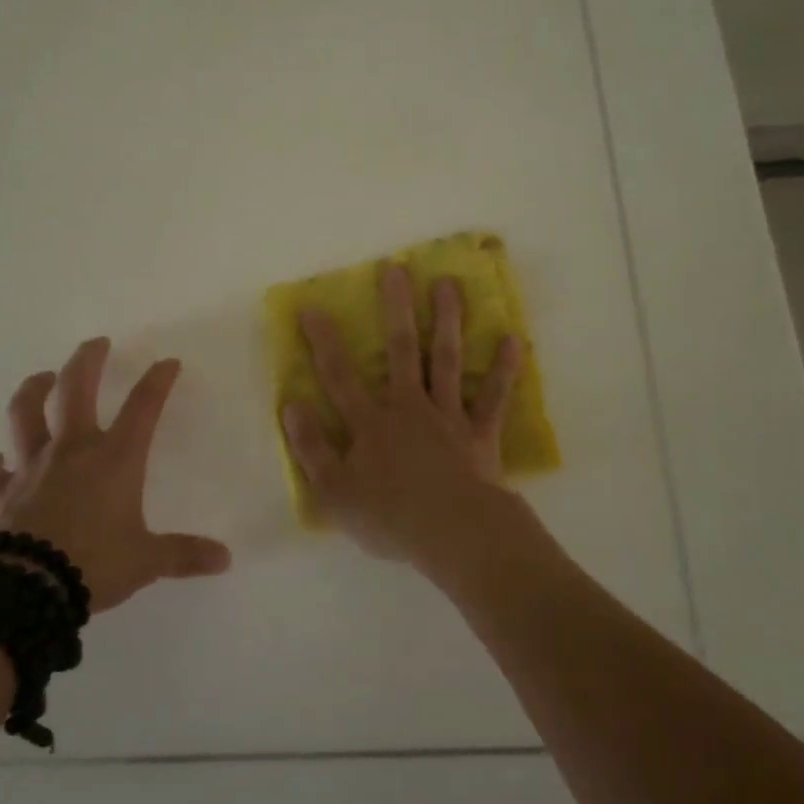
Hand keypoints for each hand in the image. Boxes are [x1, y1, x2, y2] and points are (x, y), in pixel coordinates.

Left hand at [0, 338, 231, 612]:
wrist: (26, 589)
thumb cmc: (94, 564)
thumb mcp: (146, 561)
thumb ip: (184, 554)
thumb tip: (225, 559)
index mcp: (115, 459)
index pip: (143, 407)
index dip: (158, 381)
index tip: (168, 363)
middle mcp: (72, 451)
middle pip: (76, 389)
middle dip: (88, 361)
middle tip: (96, 343)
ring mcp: (32, 467)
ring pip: (25, 413)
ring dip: (33, 390)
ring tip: (42, 379)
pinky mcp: (0, 491)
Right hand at [282, 264, 522, 568]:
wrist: (454, 535)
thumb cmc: (390, 518)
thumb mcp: (334, 493)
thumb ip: (312, 448)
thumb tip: (290, 406)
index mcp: (370, 423)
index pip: (339, 375)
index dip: (324, 341)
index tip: (312, 306)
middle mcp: (408, 407)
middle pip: (401, 350)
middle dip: (396, 308)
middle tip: (397, 269)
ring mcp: (448, 416)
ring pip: (445, 359)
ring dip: (447, 320)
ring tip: (449, 283)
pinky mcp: (480, 433)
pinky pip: (492, 397)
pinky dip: (503, 369)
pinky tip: (512, 340)